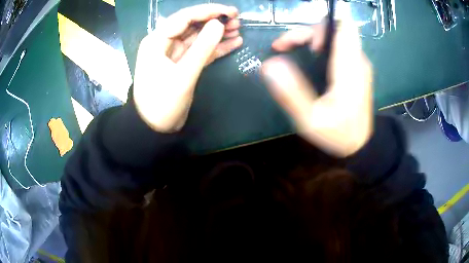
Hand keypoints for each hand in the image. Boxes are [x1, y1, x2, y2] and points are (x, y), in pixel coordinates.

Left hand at [134, 4, 242, 131]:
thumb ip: (202, 48)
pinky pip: (200, 51)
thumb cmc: (162, 103)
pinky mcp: (183, 64)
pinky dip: (216, 47)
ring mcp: (174, 54)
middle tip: (237, 20)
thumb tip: (219, 24)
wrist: (154, 128)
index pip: (184, 17)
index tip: (230, 12)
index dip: (208, 11)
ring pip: (198, 37)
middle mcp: (164, 43)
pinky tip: (233, 43)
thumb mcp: (183, 75)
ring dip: (217, 33)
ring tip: (238, 29)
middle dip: (214, 21)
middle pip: (192, 25)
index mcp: (157, 41)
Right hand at [262, 23, 372, 156]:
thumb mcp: (310, 120)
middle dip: (306, 32)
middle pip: (333, 27)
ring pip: (334, 33)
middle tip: (284, 46)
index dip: (318, 26)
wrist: (360, 146)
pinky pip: (338, 43)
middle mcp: (357, 60)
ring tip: (290, 48)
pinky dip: (319, 43)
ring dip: (310, 36)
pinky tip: (308, 54)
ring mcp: (358, 63)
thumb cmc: (337, 135)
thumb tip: (270, 65)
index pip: (342, 27)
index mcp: (349, 69)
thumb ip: (291, 93)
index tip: (302, 44)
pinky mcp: (356, 67)